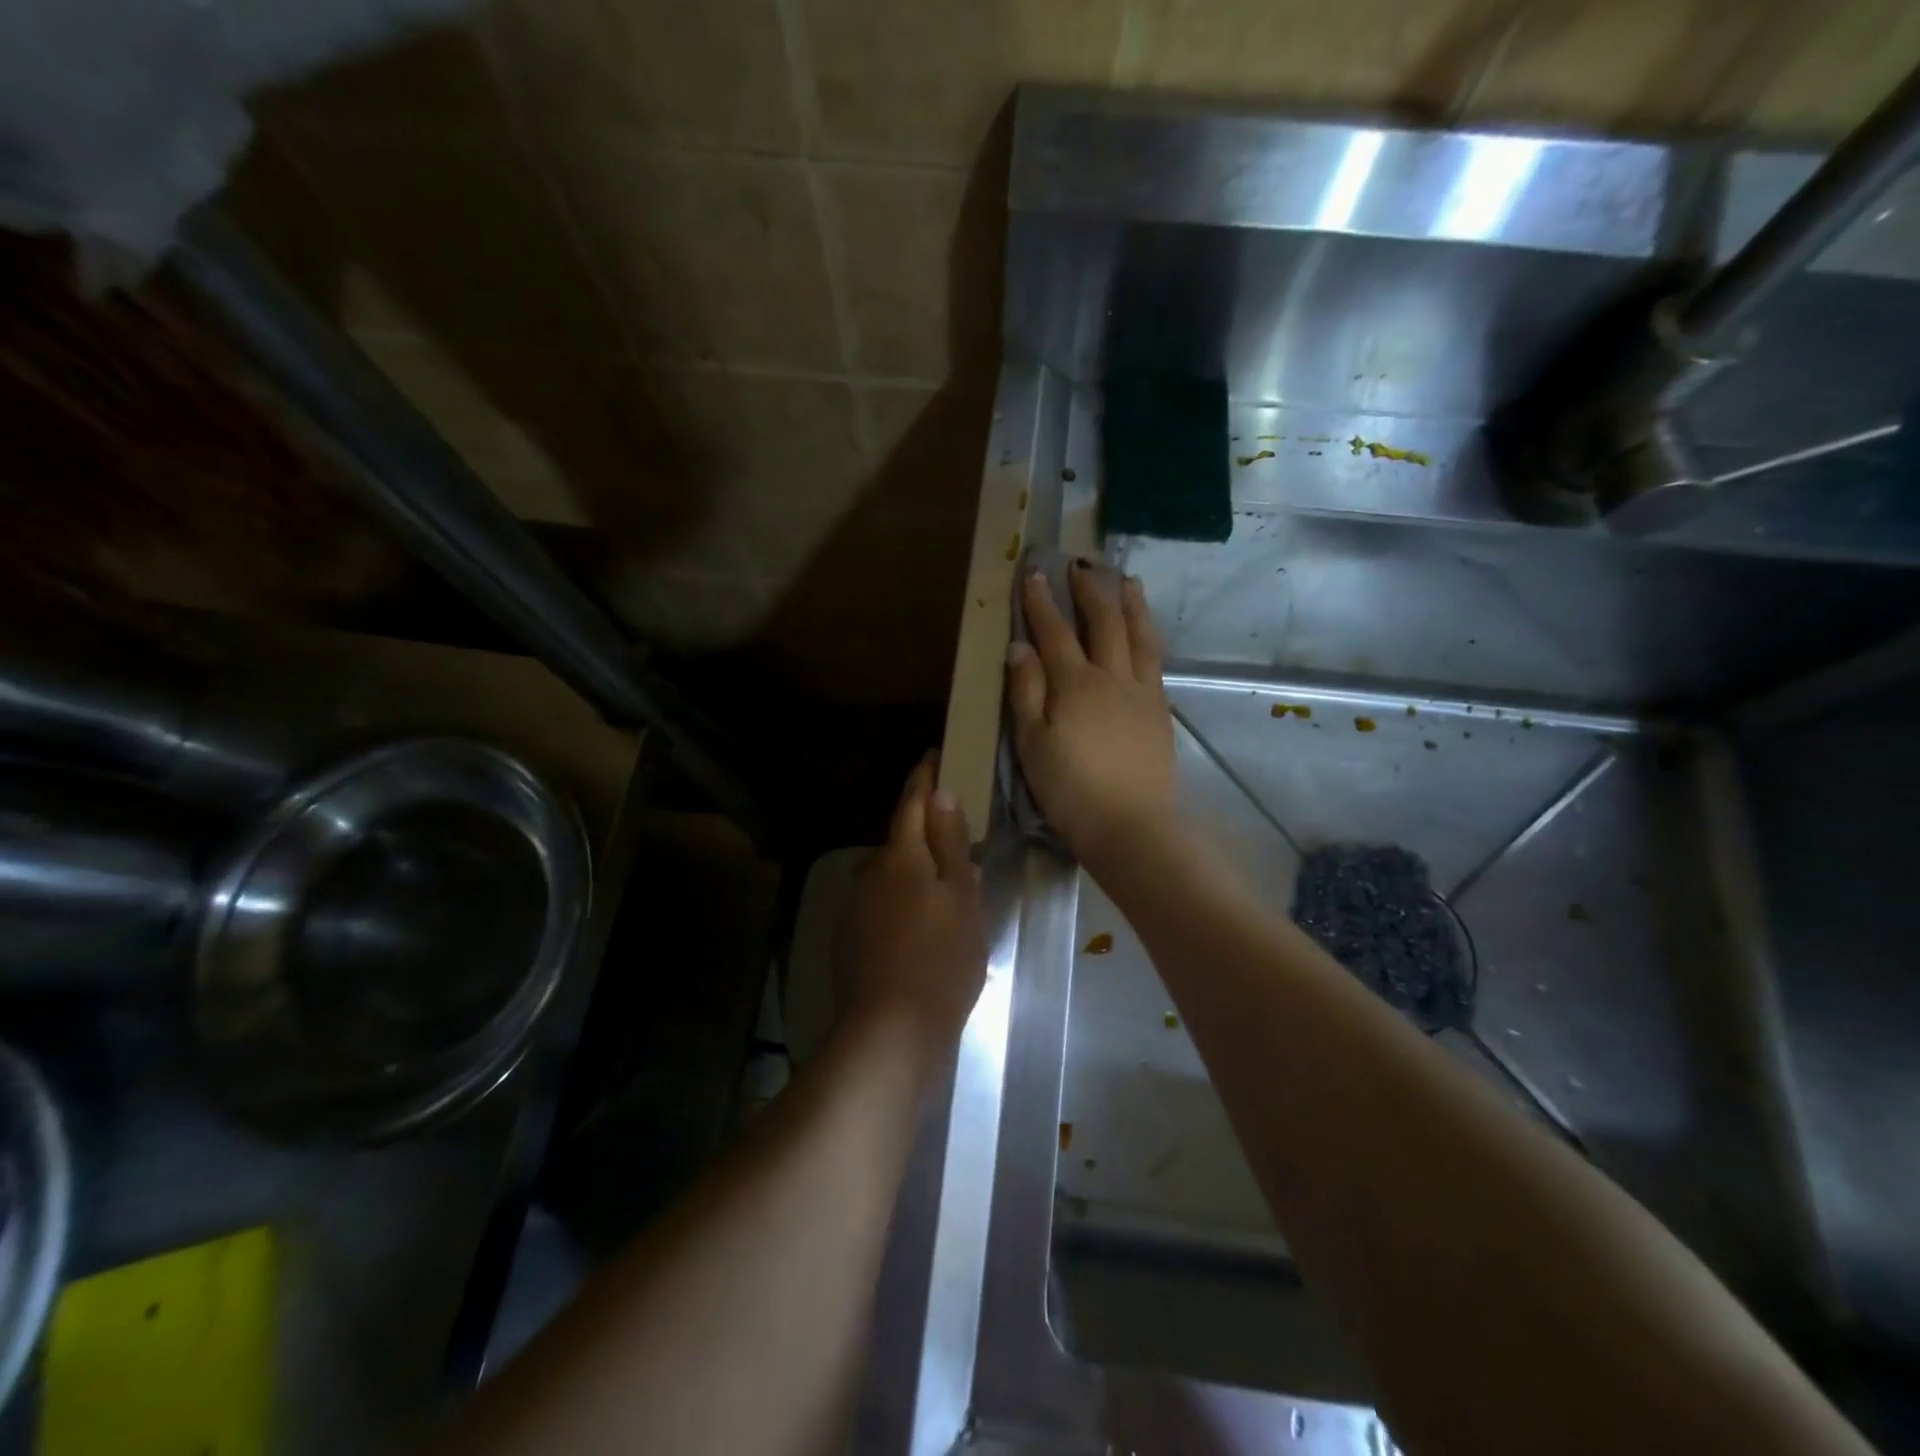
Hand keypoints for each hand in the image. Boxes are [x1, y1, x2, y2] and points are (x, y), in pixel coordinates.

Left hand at [836, 754, 987, 1063]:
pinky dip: (904, 896)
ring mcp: (857, 905)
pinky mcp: (853, 936)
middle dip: (923, 824)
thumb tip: (941, 793)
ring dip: (914, 864)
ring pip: (892, 870)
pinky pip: (884, 900)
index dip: (924, 776)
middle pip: (900, 836)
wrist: (892, 1030)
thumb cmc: (942, 958)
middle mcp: (871, 871)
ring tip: (946, 875)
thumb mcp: (962, 896)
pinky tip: (923, 918)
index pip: (912, 801)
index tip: (935, 755)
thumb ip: (950, 842)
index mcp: (901, 855)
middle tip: (956, 821)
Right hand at [1006, 564, 1178, 861]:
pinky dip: (1149, 637)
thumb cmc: (1070, 790)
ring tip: (1128, 581)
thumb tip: (1020, 647)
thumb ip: (1026, 692)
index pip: (1054, 632)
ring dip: (1131, 604)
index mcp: (1075, 684)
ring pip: (1139, 636)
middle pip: (1104, 623)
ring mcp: (1142, 692)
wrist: (1130, 825)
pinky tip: (1146, 634)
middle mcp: (1112, 677)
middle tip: (1081, 566)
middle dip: (1090, 591)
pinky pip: (1155, 662)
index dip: (1042, 602)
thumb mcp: (1031, 744)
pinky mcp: (1160, 711)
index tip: (1034, 572)